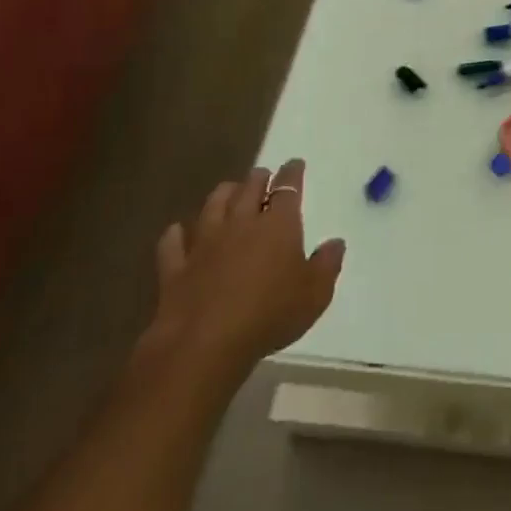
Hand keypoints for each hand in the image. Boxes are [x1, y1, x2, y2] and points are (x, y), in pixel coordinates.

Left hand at [141, 159, 345, 392]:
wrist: (204, 345)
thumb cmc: (269, 315)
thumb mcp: (315, 294)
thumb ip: (328, 264)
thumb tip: (336, 242)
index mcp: (278, 224)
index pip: (288, 186)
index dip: (292, 172)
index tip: (295, 164)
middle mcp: (241, 222)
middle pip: (249, 187)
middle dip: (258, 178)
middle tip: (263, 176)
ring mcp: (205, 242)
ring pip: (213, 205)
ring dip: (223, 194)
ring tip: (229, 191)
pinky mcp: (176, 267)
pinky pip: (173, 242)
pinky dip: (177, 234)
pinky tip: (179, 232)